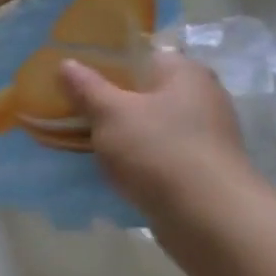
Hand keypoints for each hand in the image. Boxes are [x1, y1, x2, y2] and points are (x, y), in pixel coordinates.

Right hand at [59, 51, 251, 215]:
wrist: (209, 219)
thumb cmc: (159, 150)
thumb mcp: (110, 112)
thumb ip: (86, 87)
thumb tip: (66, 64)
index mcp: (185, 72)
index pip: (142, 55)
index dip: (107, 62)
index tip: (76, 76)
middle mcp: (202, 98)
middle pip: (145, 92)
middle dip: (110, 101)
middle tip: (72, 108)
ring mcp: (204, 137)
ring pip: (150, 126)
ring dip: (121, 133)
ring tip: (83, 140)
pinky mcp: (200, 170)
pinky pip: (158, 155)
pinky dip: (136, 159)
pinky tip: (110, 169)